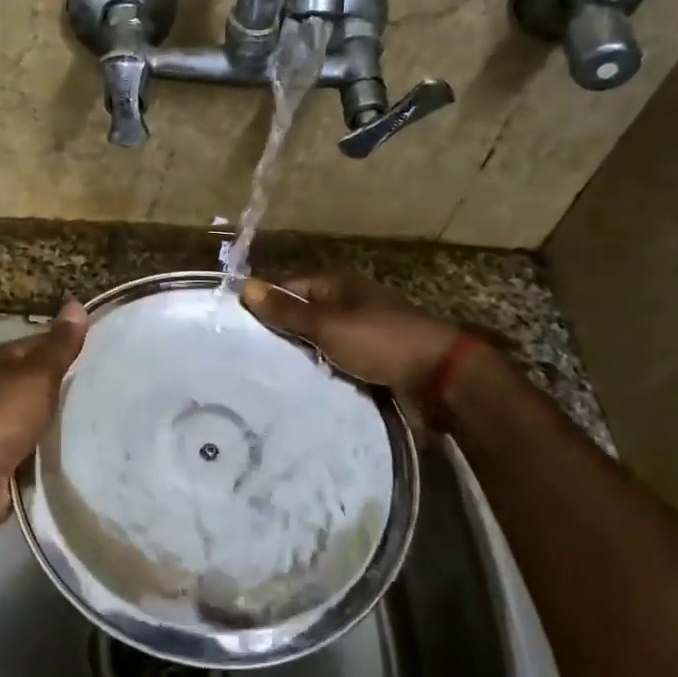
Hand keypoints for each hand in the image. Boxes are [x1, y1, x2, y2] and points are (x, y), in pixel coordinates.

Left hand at [0, 302, 88, 530]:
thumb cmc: (2, 416)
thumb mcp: (37, 374)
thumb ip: (59, 345)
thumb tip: (76, 304)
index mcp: (2, 361)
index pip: (42, 343)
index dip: (71, 345)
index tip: (108, 353)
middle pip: (42, 380)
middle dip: (73, 384)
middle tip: (116, 386)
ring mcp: (2, 424)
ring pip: (43, 414)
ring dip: (66, 418)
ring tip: (108, 417)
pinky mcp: (8, 457)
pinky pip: (40, 445)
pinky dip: (57, 446)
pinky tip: (86, 446)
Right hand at [241, 273, 463, 423]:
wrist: (440, 379)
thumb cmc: (381, 342)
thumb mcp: (328, 325)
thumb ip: (287, 311)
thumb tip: (245, 286)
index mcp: (340, 287)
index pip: (291, 289)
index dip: (265, 304)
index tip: (237, 327)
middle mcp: (350, 307)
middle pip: (304, 318)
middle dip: (280, 336)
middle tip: (244, 358)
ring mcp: (364, 337)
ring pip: (319, 346)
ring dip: (300, 360)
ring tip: (264, 378)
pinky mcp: (373, 365)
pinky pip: (337, 367)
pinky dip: (321, 375)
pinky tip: (298, 390)